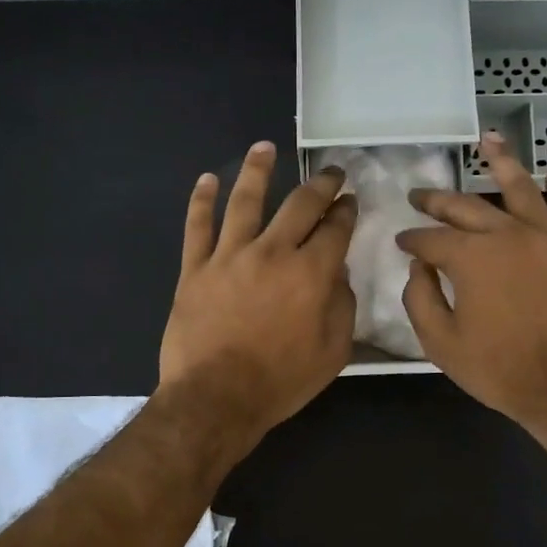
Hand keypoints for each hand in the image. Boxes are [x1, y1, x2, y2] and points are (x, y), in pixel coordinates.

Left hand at [159, 142, 357, 450]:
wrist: (216, 398)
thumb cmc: (281, 381)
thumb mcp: (333, 352)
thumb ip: (341, 306)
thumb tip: (338, 274)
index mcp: (312, 273)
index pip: (336, 229)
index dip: (346, 211)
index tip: (350, 201)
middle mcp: (273, 252)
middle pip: (300, 205)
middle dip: (320, 184)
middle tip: (330, 172)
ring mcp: (230, 256)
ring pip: (245, 201)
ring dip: (257, 170)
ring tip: (264, 147)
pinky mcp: (195, 268)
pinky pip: (197, 226)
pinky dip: (201, 200)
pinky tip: (207, 179)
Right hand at [398, 132, 546, 443]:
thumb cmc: (501, 370)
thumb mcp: (442, 343)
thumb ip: (421, 300)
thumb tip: (419, 269)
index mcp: (471, 257)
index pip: (431, 239)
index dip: (412, 240)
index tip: (401, 243)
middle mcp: (508, 235)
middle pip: (467, 207)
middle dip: (438, 200)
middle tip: (419, 195)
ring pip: (523, 189)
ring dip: (503, 162)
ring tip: (489, 141)